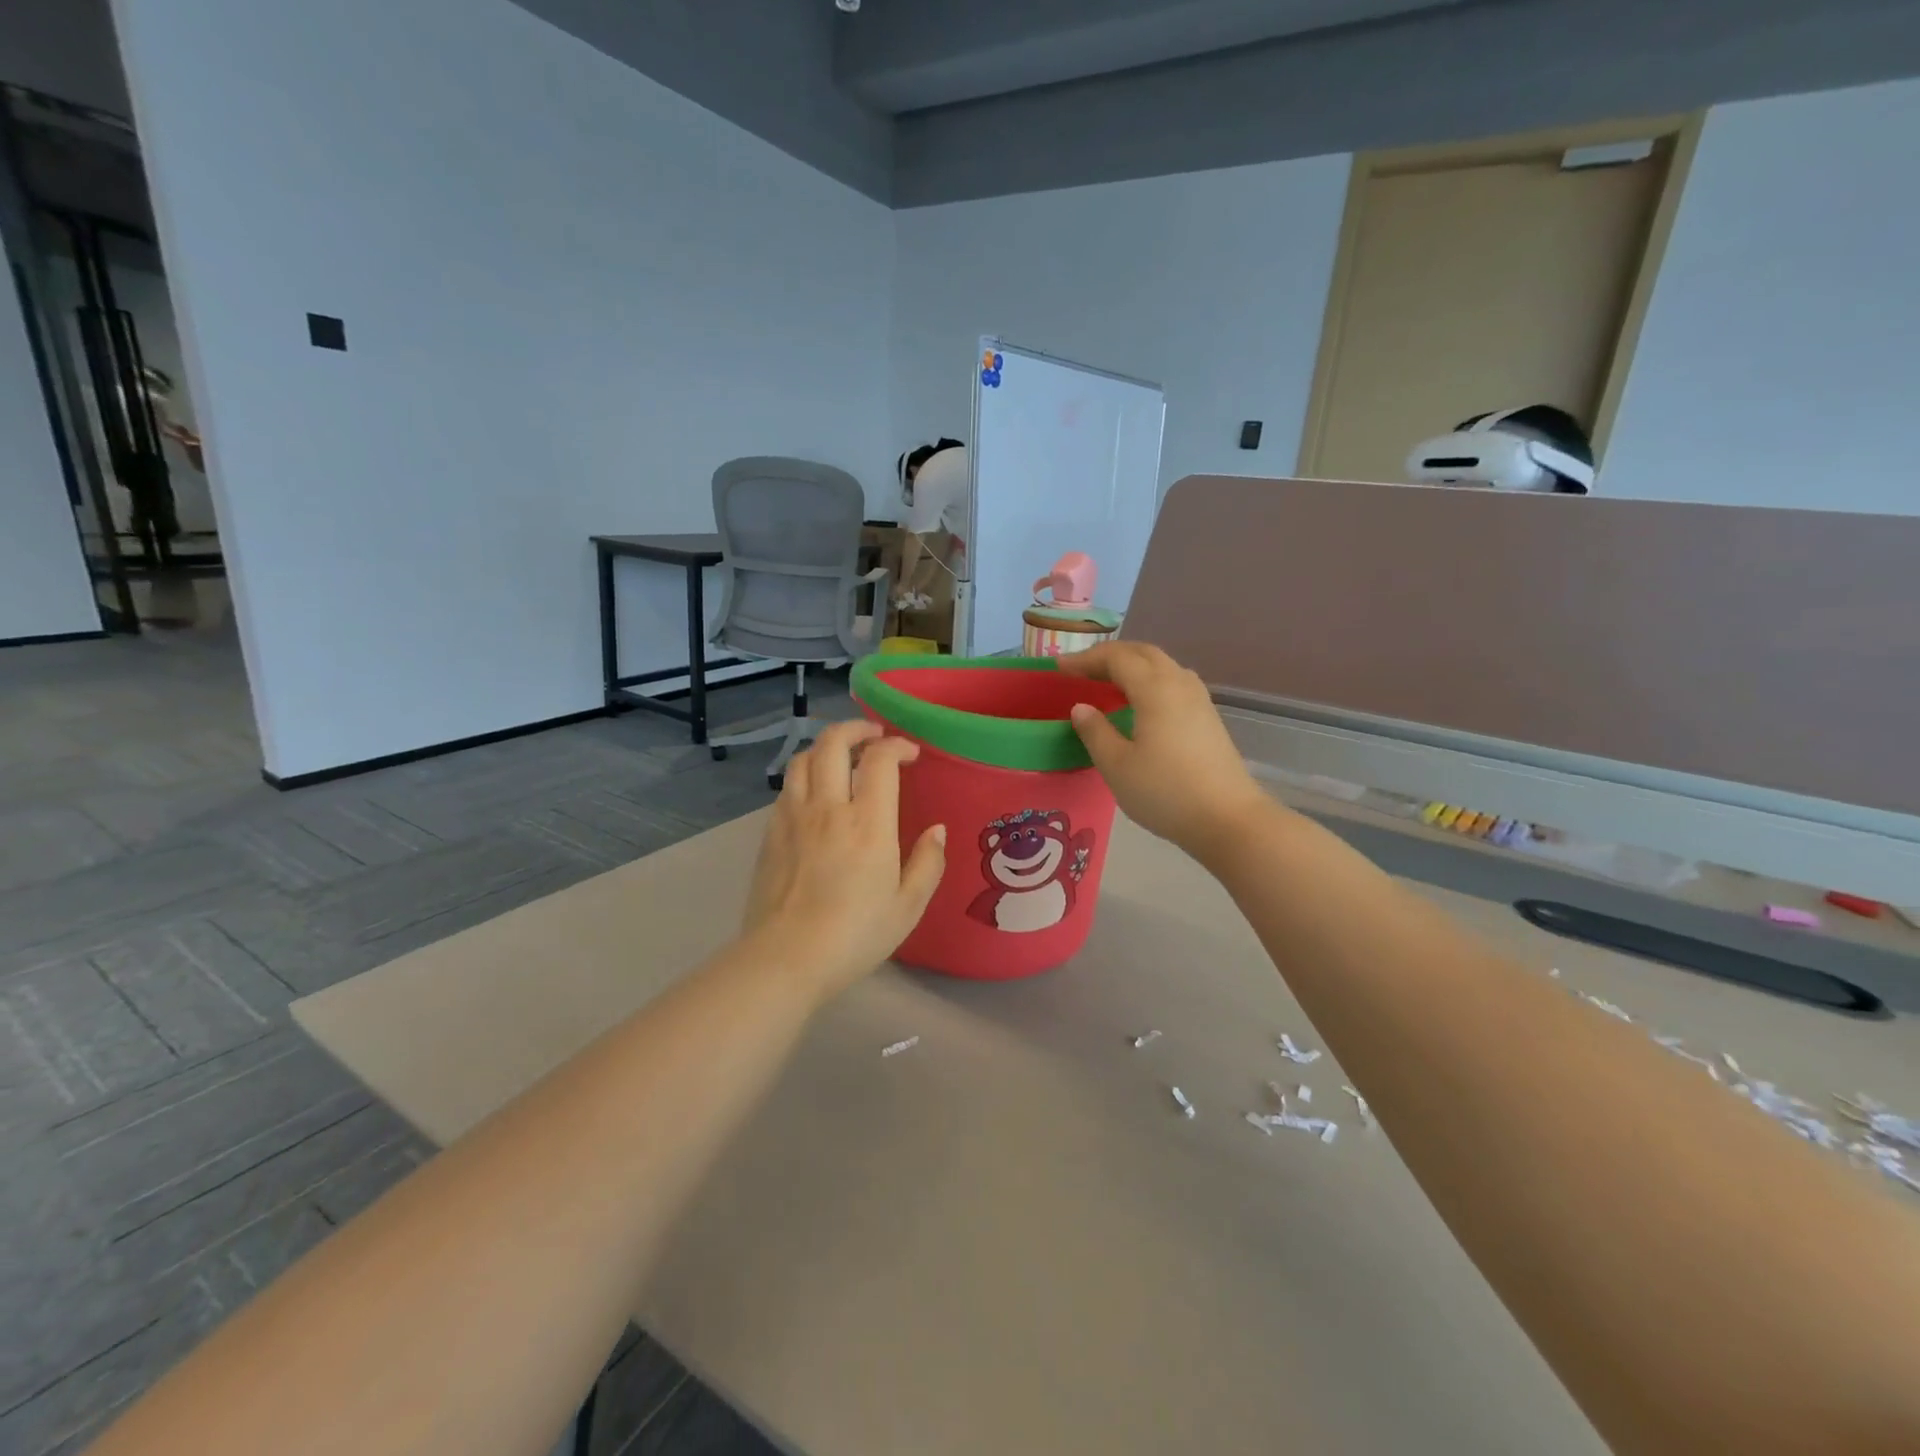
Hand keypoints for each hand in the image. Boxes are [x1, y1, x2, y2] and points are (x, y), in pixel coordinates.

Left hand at [740, 719, 946, 998]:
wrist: (786, 958)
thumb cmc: (855, 934)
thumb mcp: (908, 906)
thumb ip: (927, 863)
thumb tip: (936, 830)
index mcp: (867, 823)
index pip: (879, 759)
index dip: (896, 746)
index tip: (909, 753)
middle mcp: (827, 808)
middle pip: (832, 743)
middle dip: (856, 728)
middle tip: (873, 736)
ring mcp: (793, 817)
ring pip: (803, 759)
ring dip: (825, 747)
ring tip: (841, 756)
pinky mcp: (770, 832)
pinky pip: (787, 787)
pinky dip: (805, 776)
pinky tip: (815, 794)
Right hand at [1058, 642, 1275, 862]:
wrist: (1228, 819)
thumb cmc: (1165, 792)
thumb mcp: (1117, 765)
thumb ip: (1095, 731)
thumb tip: (1081, 708)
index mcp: (1154, 689)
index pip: (1116, 658)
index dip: (1085, 659)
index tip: (1059, 668)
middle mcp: (1179, 684)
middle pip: (1143, 653)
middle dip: (1109, 655)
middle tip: (1081, 669)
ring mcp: (1199, 700)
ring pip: (1162, 666)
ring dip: (1132, 665)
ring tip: (1108, 682)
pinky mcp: (1208, 717)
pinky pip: (1174, 682)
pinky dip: (1150, 680)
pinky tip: (1140, 703)